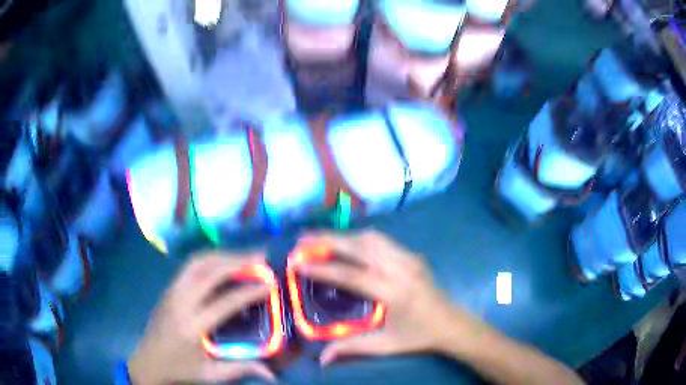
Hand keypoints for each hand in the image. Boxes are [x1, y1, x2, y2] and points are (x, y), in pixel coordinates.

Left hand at [128, 253, 275, 384]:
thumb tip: (272, 374)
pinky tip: (223, 261)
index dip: (249, 291)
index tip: (270, 283)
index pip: (225, 302)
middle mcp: (180, 302)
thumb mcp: (211, 374)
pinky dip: (210, 258)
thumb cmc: (180, 369)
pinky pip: (190, 266)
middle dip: (238, 261)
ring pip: (197, 262)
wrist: (148, 361)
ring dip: (223, 255)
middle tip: (261, 257)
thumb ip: (241, 369)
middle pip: (209, 272)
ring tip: (244, 255)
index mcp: (192, 327)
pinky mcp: (168, 288)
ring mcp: (171, 291)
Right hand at [296, 230, 484, 364]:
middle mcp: (401, 268)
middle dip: (328, 240)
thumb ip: (353, 348)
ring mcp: (409, 258)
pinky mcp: (412, 255)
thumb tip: (321, 358)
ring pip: (371, 237)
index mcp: (395, 292)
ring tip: (319, 239)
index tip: (298, 262)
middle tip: (302, 240)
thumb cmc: (419, 337)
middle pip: (360, 246)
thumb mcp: (386, 345)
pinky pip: (381, 240)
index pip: (352, 275)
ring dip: (343, 236)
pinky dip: (358, 238)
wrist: (452, 324)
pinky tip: (346, 243)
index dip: (323, 268)